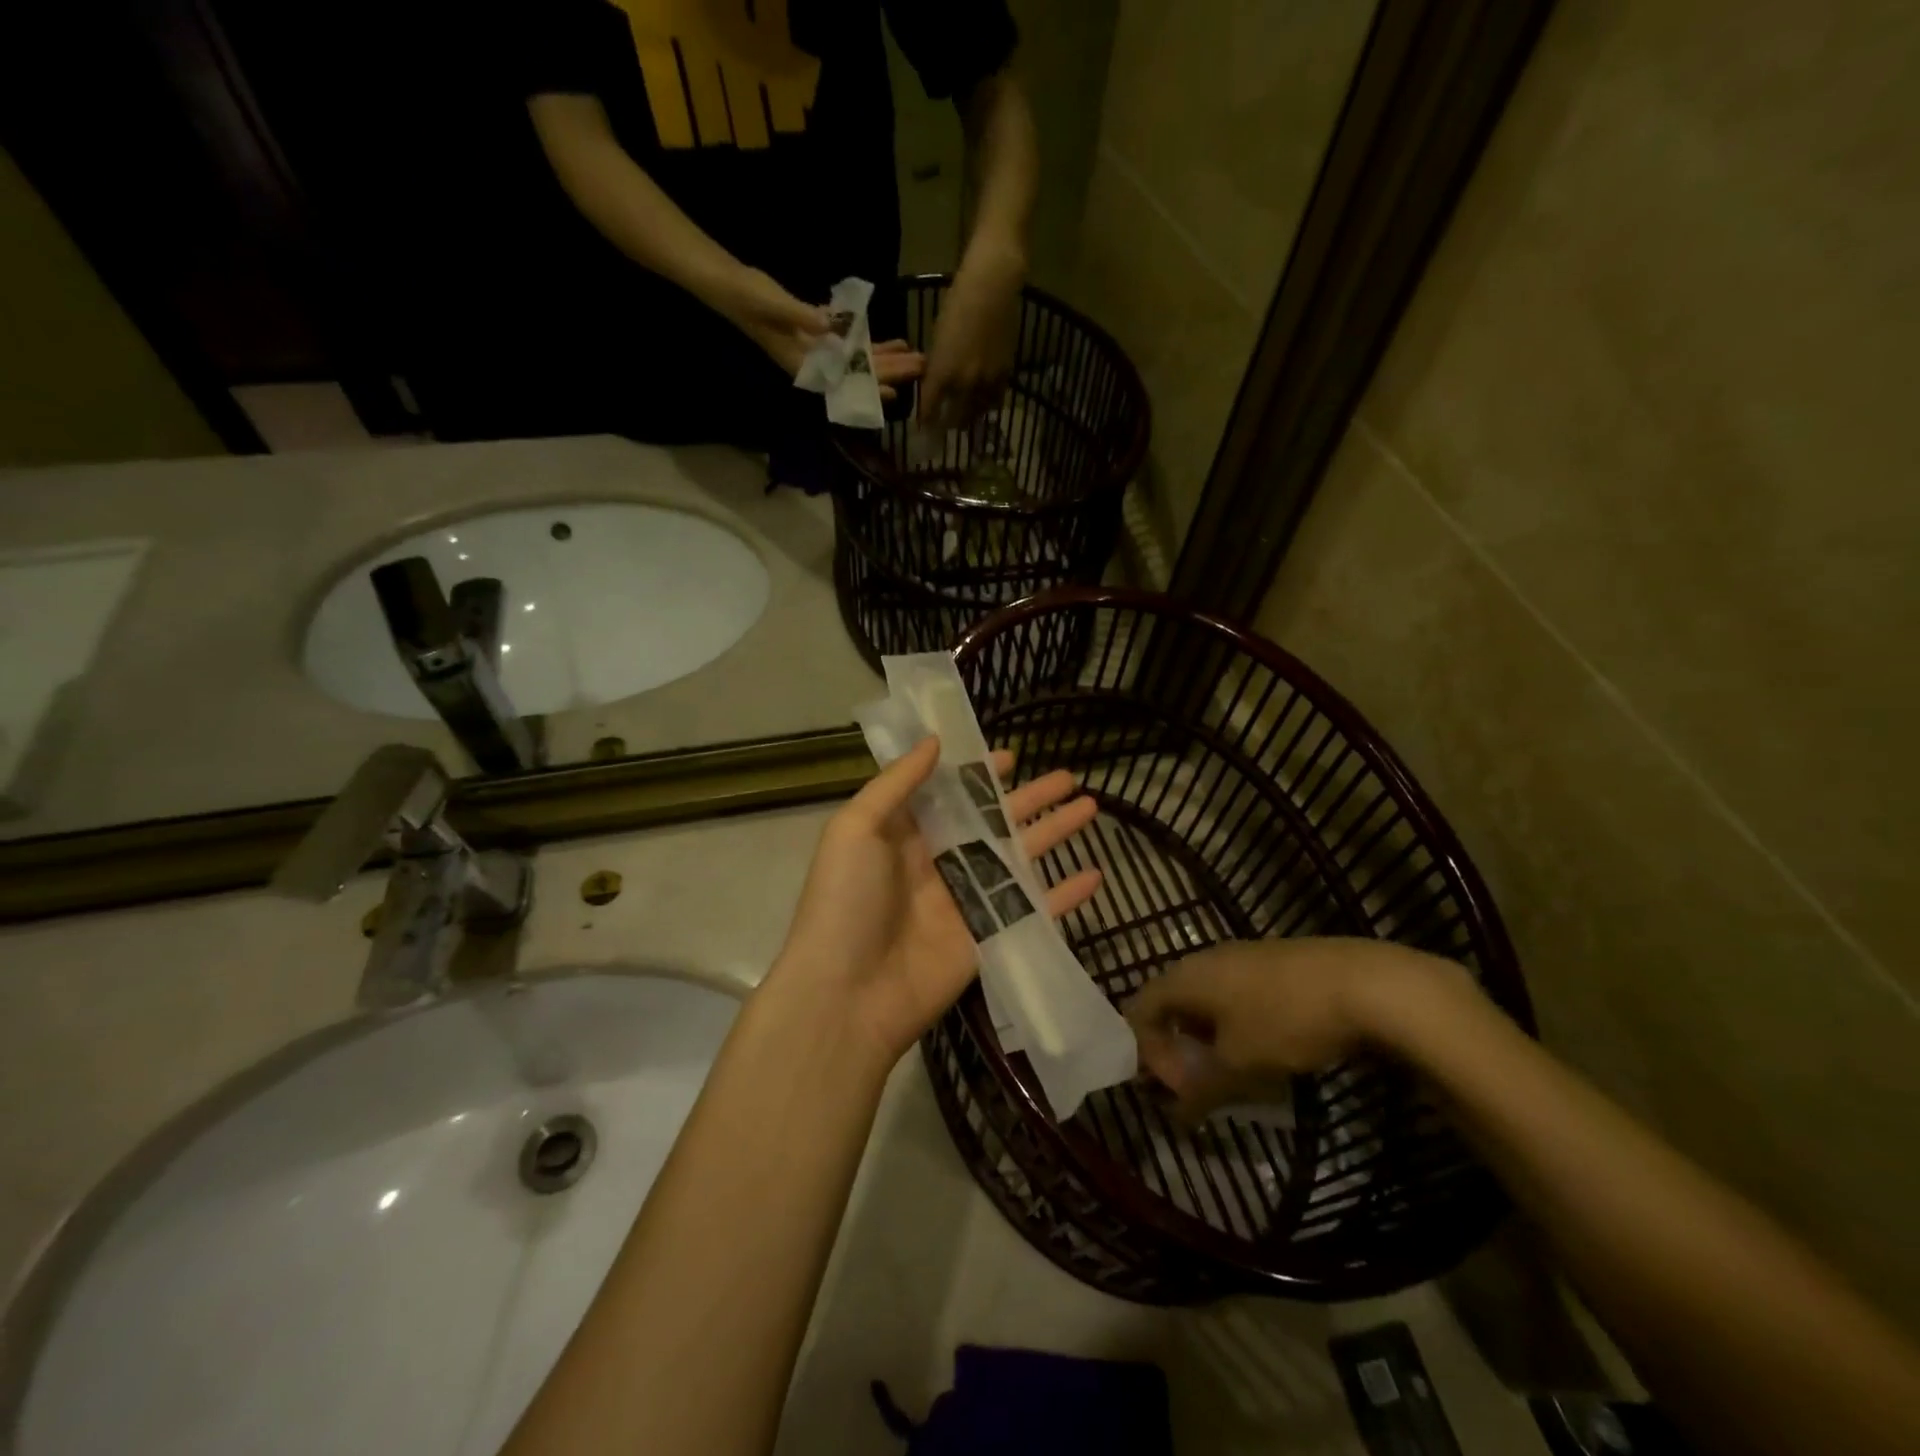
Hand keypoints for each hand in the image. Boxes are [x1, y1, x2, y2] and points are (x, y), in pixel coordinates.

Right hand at [717, 266, 924, 398]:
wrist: (733, 287)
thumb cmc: (750, 299)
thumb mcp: (774, 306)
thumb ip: (801, 316)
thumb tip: (828, 326)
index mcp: (804, 364)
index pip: (843, 382)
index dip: (867, 388)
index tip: (893, 393)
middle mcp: (817, 363)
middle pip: (859, 372)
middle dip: (889, 371)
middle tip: (919, 368)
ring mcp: (820, 349)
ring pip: (860, 359)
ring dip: (886, 358)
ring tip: (915, 357)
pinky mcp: (821, 332)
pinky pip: (852, 342)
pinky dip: (872, 343)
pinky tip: (894, 341)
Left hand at [770, 736, 1102, 1063]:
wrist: (847, 995)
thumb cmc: (845, 901)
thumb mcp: (855, 828)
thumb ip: (897, 783)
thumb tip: (934, 741)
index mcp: (905, 835)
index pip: (951, 795)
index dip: (979, 775)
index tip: (1011, 757)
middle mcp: (940, 863)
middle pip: (994, 822)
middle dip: (1030, 799)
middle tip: (1069, 777)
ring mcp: (968, 901)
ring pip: (1020, 859)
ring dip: (1054, 833)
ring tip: (1090, 807)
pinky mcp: (989, 937)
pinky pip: (1034, 909)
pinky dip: (1064, 895)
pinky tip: (1095, 875)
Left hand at [920, 243, 1023, 428]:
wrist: (992, 287)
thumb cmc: (957, 304)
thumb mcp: (938, 339)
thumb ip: (937, 368)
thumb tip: (934, 387)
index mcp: (942, 374)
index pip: (929, 410)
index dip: (925, 422)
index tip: (923, 429)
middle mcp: (964, 384)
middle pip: (954, 420)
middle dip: (947, 426)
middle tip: (944, 428)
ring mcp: (986, 382)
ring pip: (976, 414)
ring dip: (968, 419)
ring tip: (964, 419)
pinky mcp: (1005, 375)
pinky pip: (995, 401)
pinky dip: (987, 405)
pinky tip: (983, 403)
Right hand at [1124, 938, 1465, 1119]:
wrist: (1363, 982)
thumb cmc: (1286, 1019)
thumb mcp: (1240, 1064)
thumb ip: (1202, 1090)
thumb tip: (1175, 1116)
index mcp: (1184, 977)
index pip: (1140, 1010)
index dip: (1147, 1052)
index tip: (1175, 1088)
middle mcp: (1203, 960)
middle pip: (1171, 1006)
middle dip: (1178, 1050)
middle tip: (1201, 1087)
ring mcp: (1238, 958)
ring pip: (1204, 1003)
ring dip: (1208, 1042)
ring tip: (1234, 1076)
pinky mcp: (1269, 964)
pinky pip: (1233, 996)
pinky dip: (1234, 1027)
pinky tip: (1265, 1053)